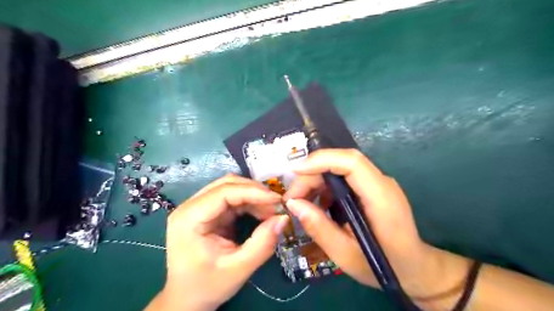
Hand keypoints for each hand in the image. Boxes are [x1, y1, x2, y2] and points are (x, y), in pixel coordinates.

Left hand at [150, 175, 289, 310]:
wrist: (187, 299)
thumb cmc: (207, 286)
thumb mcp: (238, 269)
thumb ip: (262, 244)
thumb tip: (283, 218)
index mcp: (189, 218)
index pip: (223, 192)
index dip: (253, 192)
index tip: (277, 199)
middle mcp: (191, 206)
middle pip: (227, 185)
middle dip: (255, 192)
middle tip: (276, 205)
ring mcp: (198, 208)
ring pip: (231, 189)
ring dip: (254, 196)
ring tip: (271, 211)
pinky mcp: (208, 212)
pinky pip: (232, 199)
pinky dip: (250, 203)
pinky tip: (261, 213)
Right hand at [283, 149, 468, 299]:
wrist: (414, 267)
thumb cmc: (384, 266)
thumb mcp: (346, 255)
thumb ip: (319, 228)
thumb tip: (293, 203)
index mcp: (381, 198)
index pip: (352, 162)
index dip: (321, 160)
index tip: (295, 172)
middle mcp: (381, 183)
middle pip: (341, 163)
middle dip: (311, 175)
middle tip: (292, 198)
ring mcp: (377, 183)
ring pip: (339, 168)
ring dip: (316, 181)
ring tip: (301, 202)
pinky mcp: (371, 188)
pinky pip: (343, 178)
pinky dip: (325, 187)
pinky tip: (318, 205)